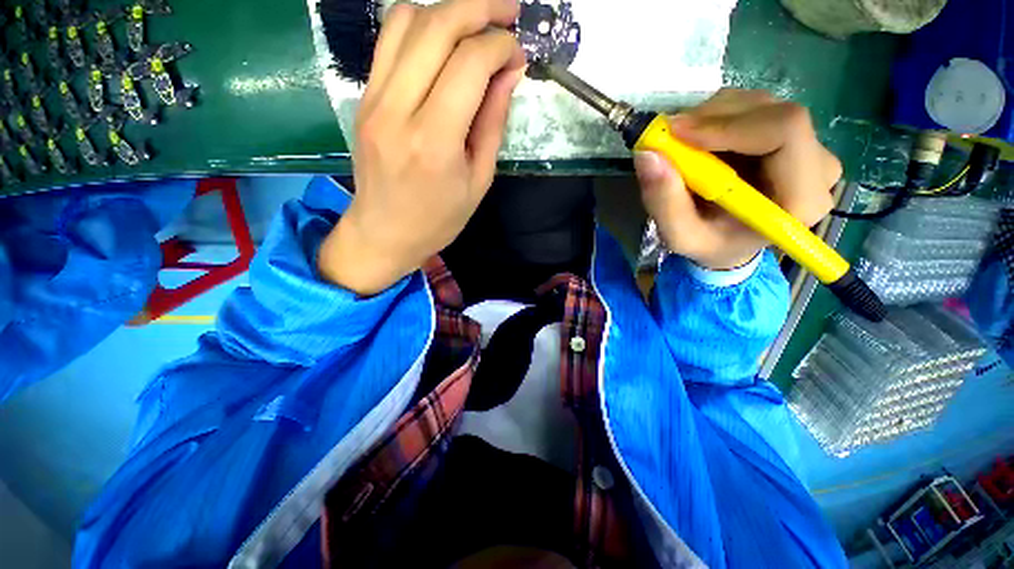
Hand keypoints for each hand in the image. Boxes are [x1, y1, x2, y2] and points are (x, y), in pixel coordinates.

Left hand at [319, 0, 525, 294]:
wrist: (384, 234)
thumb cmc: (439, 219)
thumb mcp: (479, 180)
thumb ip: (493, 122)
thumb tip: (509, 72)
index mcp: (435, 141)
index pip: (469, 63)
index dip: (500, 45)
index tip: (518, 53)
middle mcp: (398, 109)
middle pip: (436, 25)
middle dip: (479, 7)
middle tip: (508, 14)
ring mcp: (373, 99)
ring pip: (406, 20)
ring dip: (448, 11)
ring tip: (476, 25)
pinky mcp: (363, 97)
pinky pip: (389, 41)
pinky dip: (421, 28)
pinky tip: (443, 44)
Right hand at [633, 89, 841, 270]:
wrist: (730, 243)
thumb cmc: (710, 245)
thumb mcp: (681, 237)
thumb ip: (664, 203)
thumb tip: (648, 154)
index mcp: (800, 198)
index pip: (785, 131)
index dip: (729, 125)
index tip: (677, 135)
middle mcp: (818, 166)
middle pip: (772, 113)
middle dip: (713, 119)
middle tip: (669, 137)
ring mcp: (809, 147)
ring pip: (760, 105)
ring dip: (711, 117)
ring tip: (680, 144)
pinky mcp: (792, 136)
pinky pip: (754, 109)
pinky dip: (716, 117)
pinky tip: (698, 141)